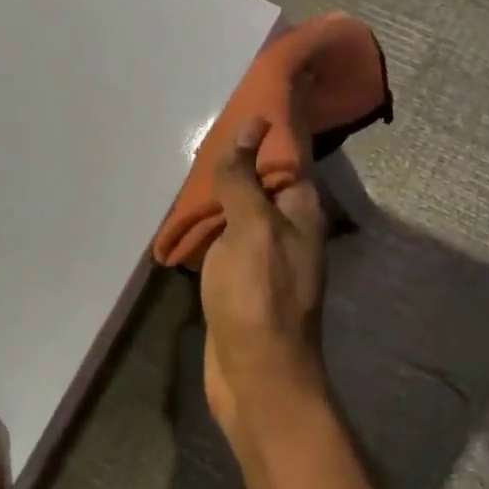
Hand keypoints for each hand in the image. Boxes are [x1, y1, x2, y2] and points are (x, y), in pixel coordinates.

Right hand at [199, 115, 329, 441]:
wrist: (256, 375)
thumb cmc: (258, 296)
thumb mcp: (251, 228)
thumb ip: (246, 178)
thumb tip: (253, 125)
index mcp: (302, 213)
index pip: (287, 161)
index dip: (264, 137)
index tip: (234, 113)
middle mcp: (291, 233)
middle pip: (263, 187)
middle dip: (237, 166)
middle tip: (200, 143)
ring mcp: (267, 261)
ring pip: (243, 217)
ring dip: (220, 200)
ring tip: (187, 173)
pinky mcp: (244, 286)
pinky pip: (227, 246)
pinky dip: (211, 232)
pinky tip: (186, 220)